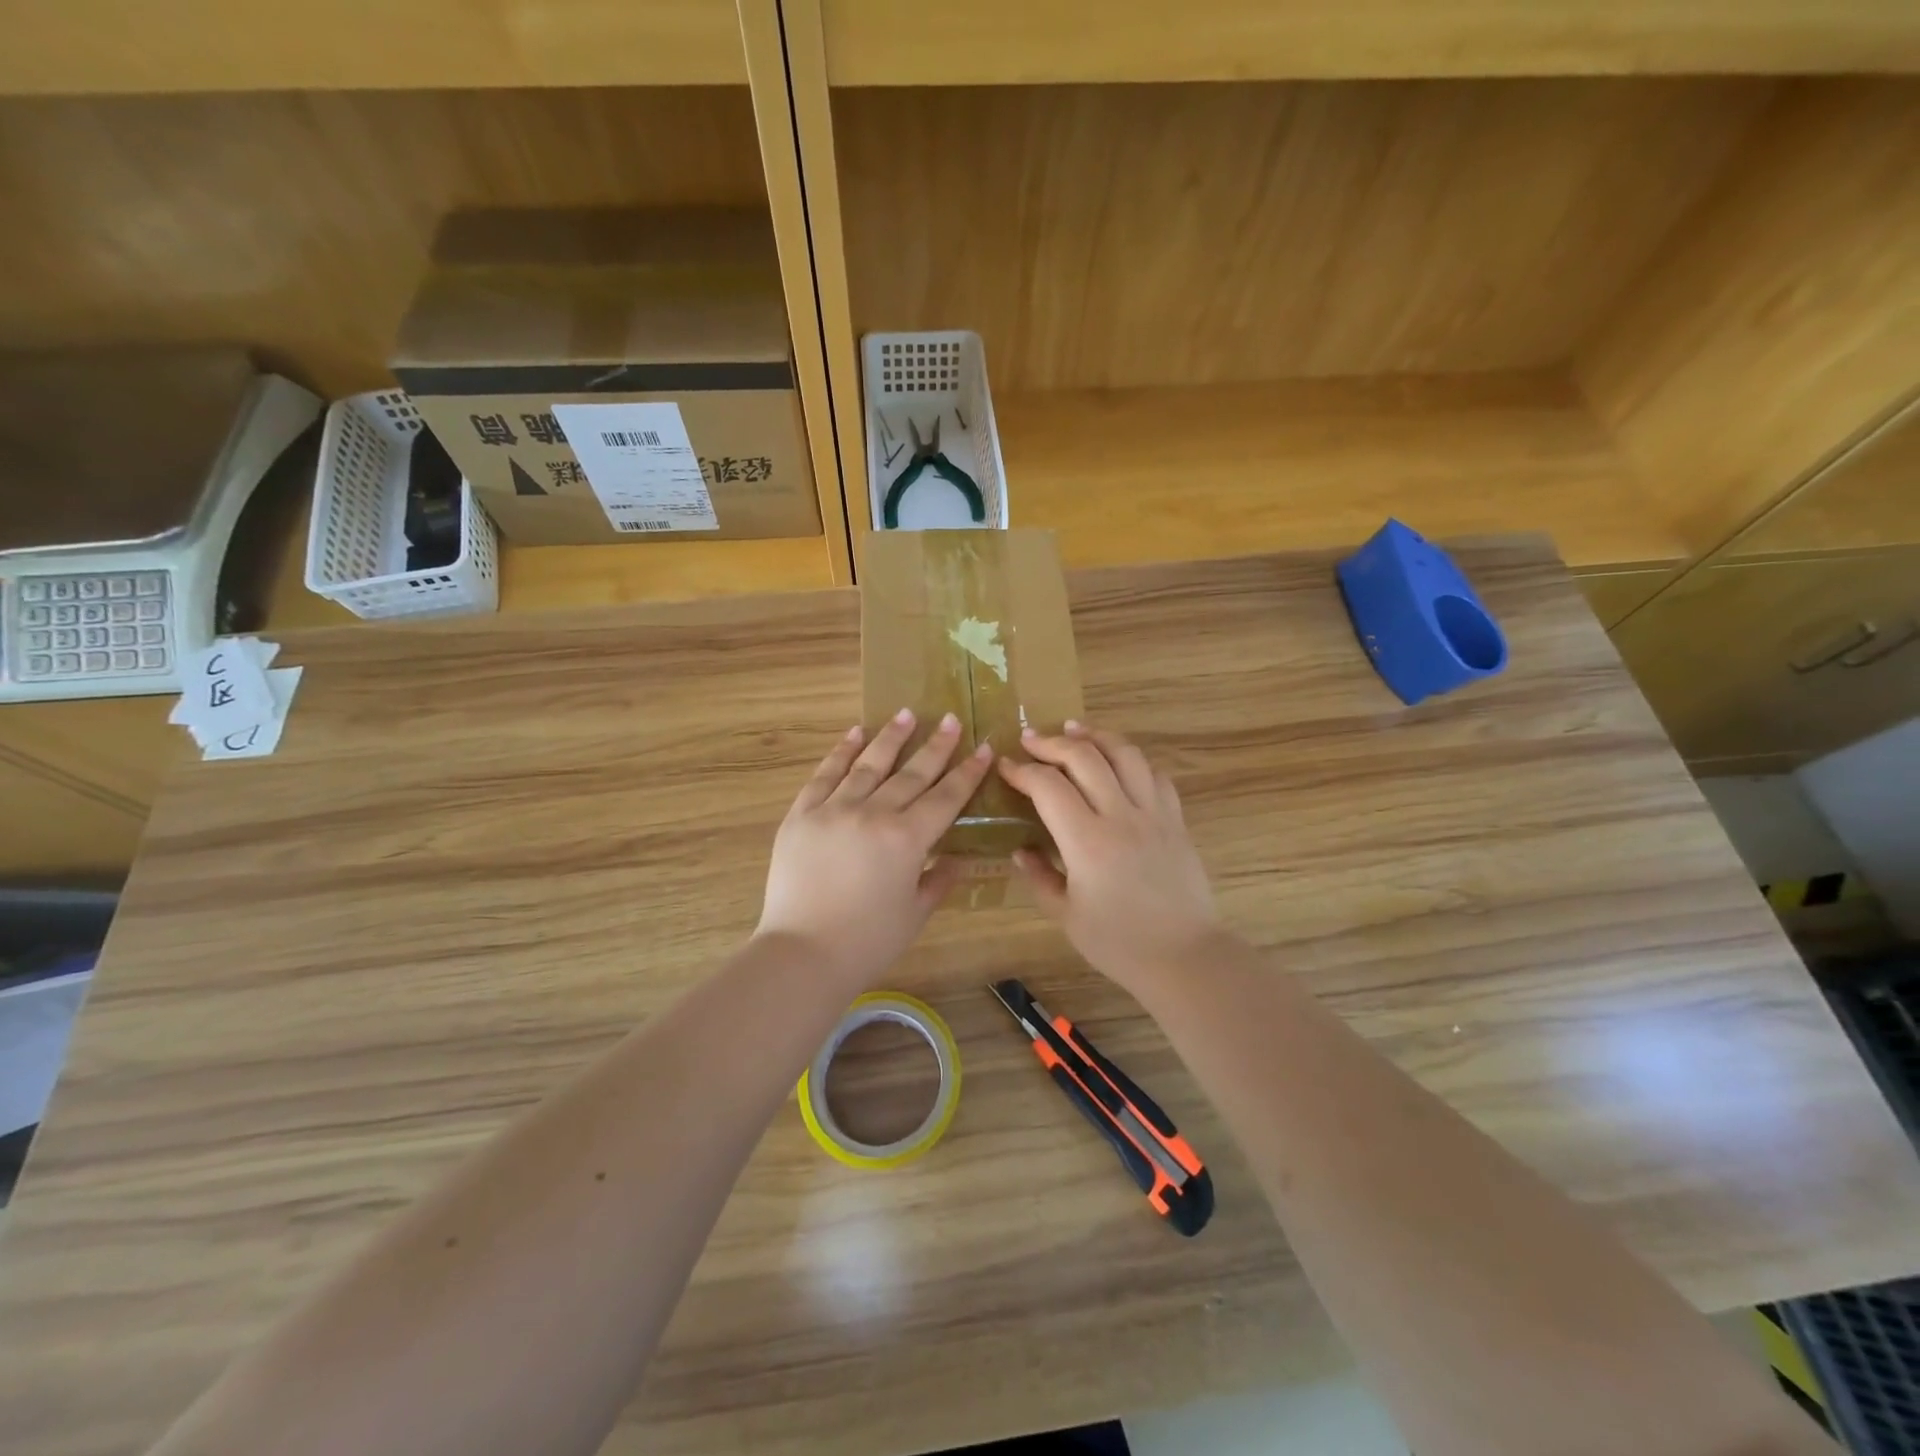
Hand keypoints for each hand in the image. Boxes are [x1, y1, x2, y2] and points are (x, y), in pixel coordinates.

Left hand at [757, 709, 991, 990]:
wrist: (802, 953)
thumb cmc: (867, 942)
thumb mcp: (915, 913)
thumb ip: (939, 880)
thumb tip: (958, 858)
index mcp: (907, 839)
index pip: (946, 797)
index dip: (967, 772)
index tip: (983, 747)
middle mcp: (873, 814)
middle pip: (912, 773)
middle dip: (935, 745)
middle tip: (950, 718)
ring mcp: (834, 810)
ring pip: (868, 764)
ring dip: (890, 738)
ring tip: (906, 714)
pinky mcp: (802, 814)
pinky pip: (825, 775)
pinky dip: (841, 752)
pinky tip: (855, 733)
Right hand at [997, 723, 1223, 992]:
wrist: (1184, 956)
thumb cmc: (1119, 943)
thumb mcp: (1067, 915)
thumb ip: (1040, 877)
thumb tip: (1021, 850)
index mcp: (1087, 842)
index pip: (1049, 787)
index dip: (1022, 771)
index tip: (1005, 766)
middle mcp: (1121, 816)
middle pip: (1085, 757)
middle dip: (1052, 742)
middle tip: (1031, 740)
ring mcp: (1154, 814)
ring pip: (1126, 754)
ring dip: (1096, 736)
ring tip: (1075, 730)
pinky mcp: (1176, 821)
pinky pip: (1155, 776)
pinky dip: (1133, 761)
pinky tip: (1119, 764)